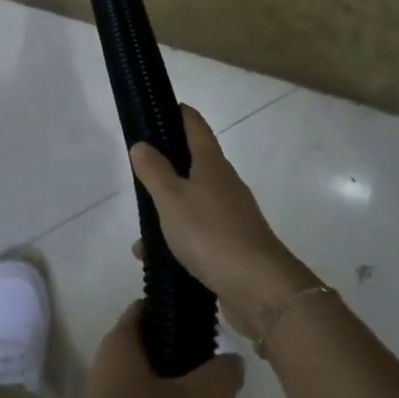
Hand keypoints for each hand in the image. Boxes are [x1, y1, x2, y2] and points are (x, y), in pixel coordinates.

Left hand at [79, 301, 242, 397]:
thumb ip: (217, 377)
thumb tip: (235, 360)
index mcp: (123, 340)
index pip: (149, 308)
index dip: (178, 314)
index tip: (208, 330)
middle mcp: (114, 361)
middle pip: (162, 352)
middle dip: (198, 370)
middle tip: (227, 388)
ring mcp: (114, 395)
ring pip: (162, 385)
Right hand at [130, 106, 317, 340]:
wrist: (261, 289)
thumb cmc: (211, 234)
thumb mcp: (172, 199)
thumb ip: (154, 171)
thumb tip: (142, 144)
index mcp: (212, 164)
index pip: (194, 124)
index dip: (176, 112)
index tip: (156, 108)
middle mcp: (225, 184)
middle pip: (193, 164)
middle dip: (165, 167)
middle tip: (137, 174)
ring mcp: (232, 215)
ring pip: (192, 203)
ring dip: (167, 212)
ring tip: (140, 235)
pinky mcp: (233, 245)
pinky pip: (198, 234)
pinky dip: (177, 241)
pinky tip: (157, 261)